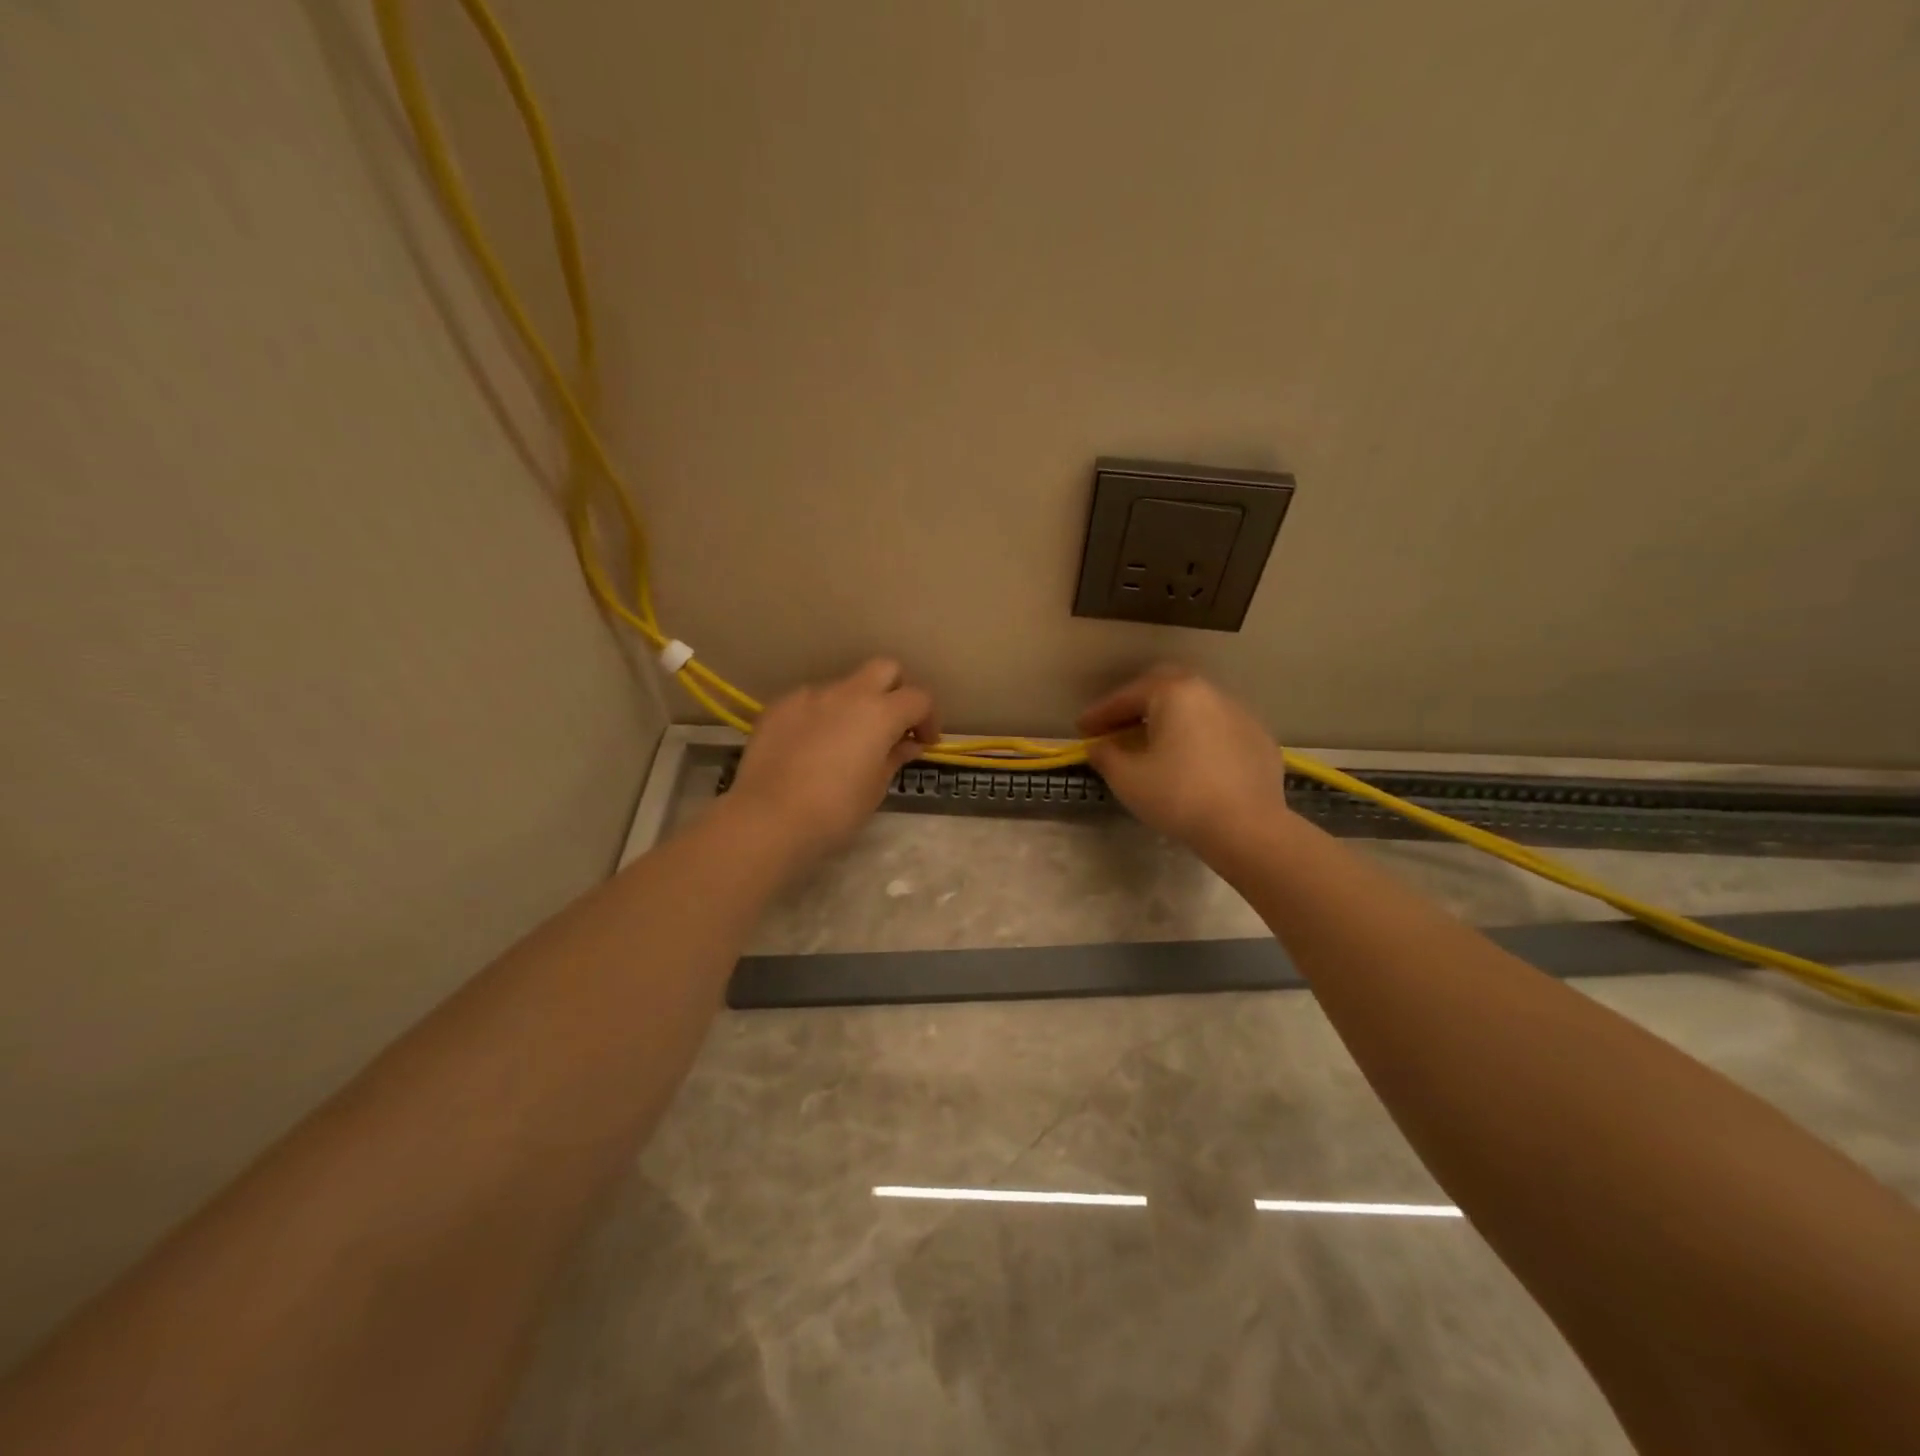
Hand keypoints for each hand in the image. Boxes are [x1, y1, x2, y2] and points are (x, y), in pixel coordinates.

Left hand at [724, 658, 939, 866]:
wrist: (769, 818)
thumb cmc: (835, 811)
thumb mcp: (875, 788)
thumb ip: (894, 757)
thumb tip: (907, 744)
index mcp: (880, 713)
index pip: (919, 698)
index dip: (928, 718)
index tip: (924, 742)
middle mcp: (848, 693)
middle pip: (885, 669)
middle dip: (896, 690)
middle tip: (893, 725)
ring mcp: (810, 696)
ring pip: (844, 686)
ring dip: (855, 705)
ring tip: (846, 740)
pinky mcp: (779, 706)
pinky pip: (810, 701)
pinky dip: (821, 715)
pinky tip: (811, 746)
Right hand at [1077, 666, 1288, 848]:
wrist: (1247, 828)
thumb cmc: (1178, 796)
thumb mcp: (1127, 778)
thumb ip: (1106, 755)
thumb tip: (1098, 746)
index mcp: (1175, 692)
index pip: (1128, 696)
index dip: (1101, 712)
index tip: (1082, 729)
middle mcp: (1209, 692)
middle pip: (1164, 687)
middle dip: (1137, 704)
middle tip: (1117, 726)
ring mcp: (1240, 713)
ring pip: (1194, 706)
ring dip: (1169, 719)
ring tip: (1153, 743)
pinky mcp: (1259, 738)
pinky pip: (1218, 728)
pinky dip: (1197, 736)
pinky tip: (1191, 761)